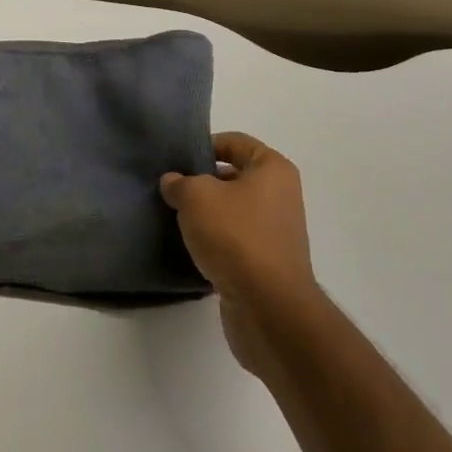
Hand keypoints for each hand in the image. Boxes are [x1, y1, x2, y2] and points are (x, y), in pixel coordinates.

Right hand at [161, 133, 320, 377]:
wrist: (268, 308)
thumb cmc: (236, 237)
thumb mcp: (197, 197)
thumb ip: (180, 183)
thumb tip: (173, 182)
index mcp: (273, 169)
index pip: (236, 142)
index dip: (206, 145)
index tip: (178, 158)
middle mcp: (281, 195)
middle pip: (234, 176)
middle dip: (203, 182)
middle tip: (171, 189)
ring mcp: (276, 231)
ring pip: (233, 211)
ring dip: (207, 215)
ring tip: (175, 218)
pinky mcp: (267, 263)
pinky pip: (235, 241)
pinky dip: (215, 243)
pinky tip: (190, 249)